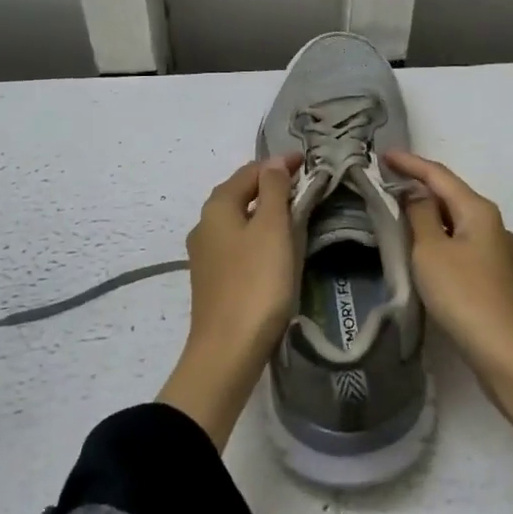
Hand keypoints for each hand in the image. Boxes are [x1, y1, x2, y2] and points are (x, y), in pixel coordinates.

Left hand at [157, 156, 298, 448]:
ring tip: (293, 215)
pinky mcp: (213, 280)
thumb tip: (275, 161)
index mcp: (217, 207)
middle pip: (240, 194)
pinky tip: (274, 250)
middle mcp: (205, 225)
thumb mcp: (272, 228)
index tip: (307, 163)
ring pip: (238, 220)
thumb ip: (274, 189)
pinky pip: (238, 245)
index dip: (279, 164)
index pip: (250, 172)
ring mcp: (205, 255)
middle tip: (302, 186)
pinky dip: (258, 236)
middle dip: (269, 186)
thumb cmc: (256, 282)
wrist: (227, 352)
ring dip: (264, 212)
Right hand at [385, 151, 512, 381]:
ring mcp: (496, 251)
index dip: (409, 163)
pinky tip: (423, 249)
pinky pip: (459, 243)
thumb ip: (420, 215)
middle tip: (386, 182)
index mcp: (478, 210)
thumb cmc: (465, 296)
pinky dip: (438, 237)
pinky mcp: (493, 276)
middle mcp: (492, 223)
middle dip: (419, 186)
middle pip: (450, 194)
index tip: (382, 154)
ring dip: (428, 213)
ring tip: (398, 212)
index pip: (438, 174)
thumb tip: (415, 194)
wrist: (509, 355)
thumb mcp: (431, 251)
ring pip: (455, 220)